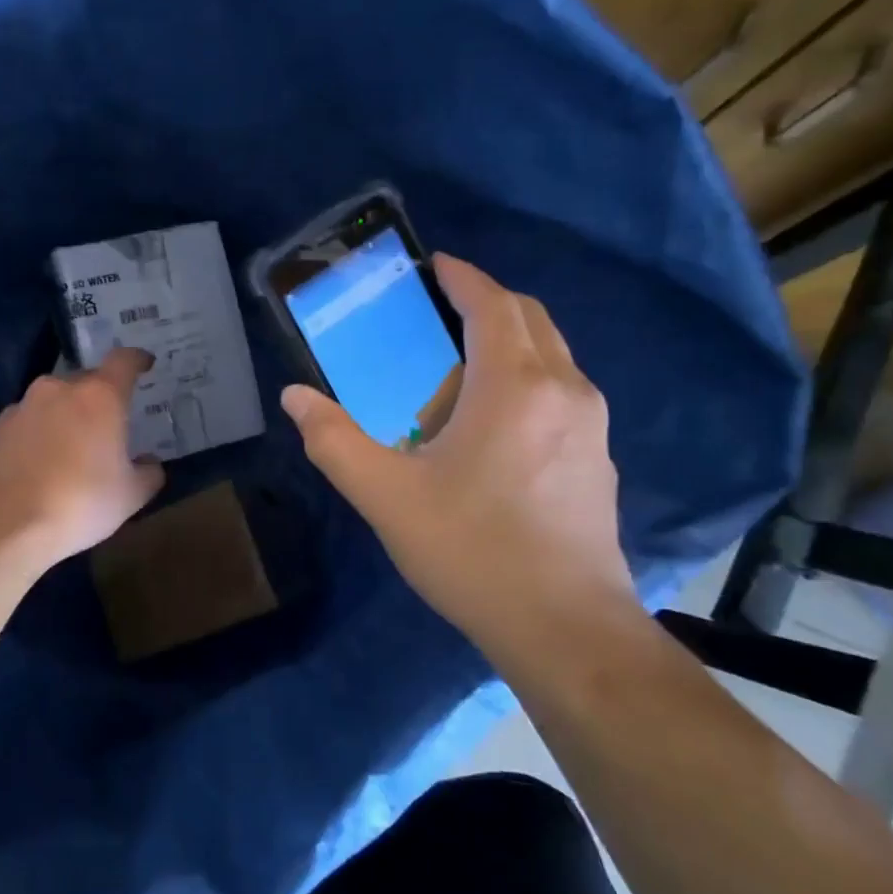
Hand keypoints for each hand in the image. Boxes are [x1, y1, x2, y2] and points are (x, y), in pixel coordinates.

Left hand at [0, 346, 166, 570]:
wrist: (3, 525)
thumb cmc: (79, 504)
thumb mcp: (130, 496)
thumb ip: (148, 473)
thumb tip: (150, 464)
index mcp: (99, 397)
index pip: (124, 361)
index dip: (137, 360)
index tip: (144, 365)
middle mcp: (57, 390)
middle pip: (85, 382)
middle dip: (97, 399)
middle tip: (105, 428)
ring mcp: (19, 407)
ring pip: (50, 403)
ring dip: (62, 418)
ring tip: (66, 453)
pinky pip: (23, 425)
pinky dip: (33, 438)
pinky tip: (34, 469)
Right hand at [280, 254, 632, 650]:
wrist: (566, 629)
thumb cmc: (472, 551)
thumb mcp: (385, 496)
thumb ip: (333, 440)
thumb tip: (293, 397)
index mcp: (514, 386)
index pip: (492, 305)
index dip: (462, 277)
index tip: (434, 264)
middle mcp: (564, 390)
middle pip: (530, 318)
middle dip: (487, 300)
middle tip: (439, 308)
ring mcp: (591, 425)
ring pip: (553, 354)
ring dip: (510, 339)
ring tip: (460, 362)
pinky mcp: (598, 459)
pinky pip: (563, 390)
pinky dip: (528, 375)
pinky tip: (493, 421)